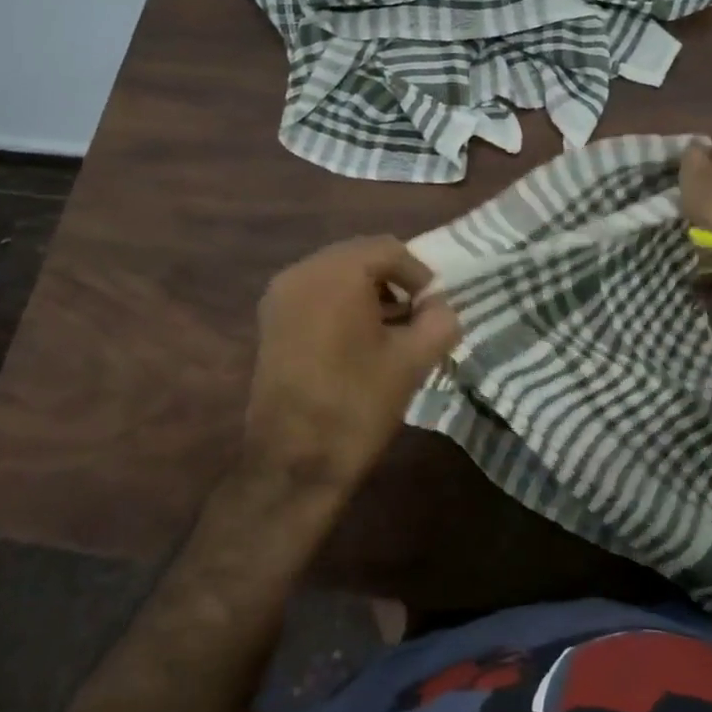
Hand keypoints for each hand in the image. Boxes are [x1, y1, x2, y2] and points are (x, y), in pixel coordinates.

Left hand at [244, 237, 460, 491]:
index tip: (435, 306)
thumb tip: (440, 306)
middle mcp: (302, 271)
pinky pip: (314, 294)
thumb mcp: (413, 361)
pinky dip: (341, 304)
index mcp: (336, 273)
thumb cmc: (357, 404)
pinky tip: (358, 340)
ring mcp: (280, 296)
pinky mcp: (270, 322)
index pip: (388, 249)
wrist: (294, 462)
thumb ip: (439, 321)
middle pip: (359, 256)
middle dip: (392, 280)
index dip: (419, 273)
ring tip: (390, 330)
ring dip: (367, 292)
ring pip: (335, 275)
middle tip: (416, 315)